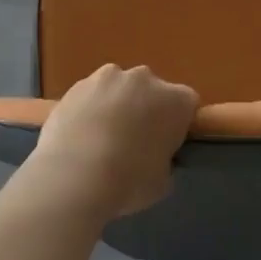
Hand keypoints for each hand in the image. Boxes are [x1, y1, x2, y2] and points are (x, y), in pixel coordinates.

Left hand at [29, 65, 198, 220]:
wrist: (73, 177)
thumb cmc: (128, 181)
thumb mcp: (163, 181)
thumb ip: (165, 161)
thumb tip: (156, 157)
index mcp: (176, 100)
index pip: (187, 104)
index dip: (178, 124)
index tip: (167, 144)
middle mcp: (145, 79)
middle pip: (152, 91)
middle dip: (146, 110)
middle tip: (134, 142)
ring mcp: (107, 78)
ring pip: (118, 89)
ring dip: (116, 106)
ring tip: (101, 140)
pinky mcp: (76, 85)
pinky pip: (90, 96)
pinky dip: (88, 110)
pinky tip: (79, 137)